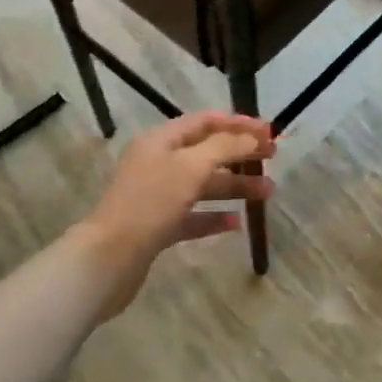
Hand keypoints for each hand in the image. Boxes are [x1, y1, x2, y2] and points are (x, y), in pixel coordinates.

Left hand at [80, 112, 274, 314]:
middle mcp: (158, 163)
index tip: (269, 131)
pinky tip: (237, 223)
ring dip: (235, 186)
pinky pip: (193, 216)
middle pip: (207, 152)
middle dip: (240, 154)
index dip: (238, 123)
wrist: (108, 259)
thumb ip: (224, 147)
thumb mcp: (191, 167)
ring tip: (267, 193)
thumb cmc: (150, 203)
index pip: (205, 121)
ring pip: (203, 185)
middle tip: (273, 159)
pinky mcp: (158, 228)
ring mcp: (157, 196)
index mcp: (161, 140)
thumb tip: (252, 137)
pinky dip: (215, 217)